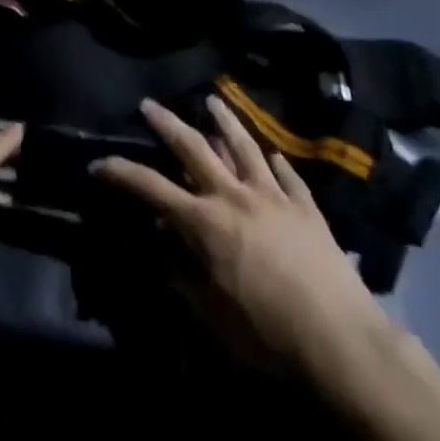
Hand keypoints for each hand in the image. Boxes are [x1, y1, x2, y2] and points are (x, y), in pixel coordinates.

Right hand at [91, 98, 396, 399]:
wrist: (341, 340)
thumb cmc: (266, 334)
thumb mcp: (210, 312)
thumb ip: (180, 270)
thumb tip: (162, 238)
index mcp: (205, 222)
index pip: (151, 187)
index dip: (121, 173)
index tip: (98, 165)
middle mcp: (235, 197)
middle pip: (195, 148)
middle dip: (167, 124)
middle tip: (149, 105)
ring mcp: (274, 198)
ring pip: (245, 147)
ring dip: (225, 122)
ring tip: (213, 100)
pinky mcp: (307, 209)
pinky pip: (289, 177)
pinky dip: (277, 164)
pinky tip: (273, 156)